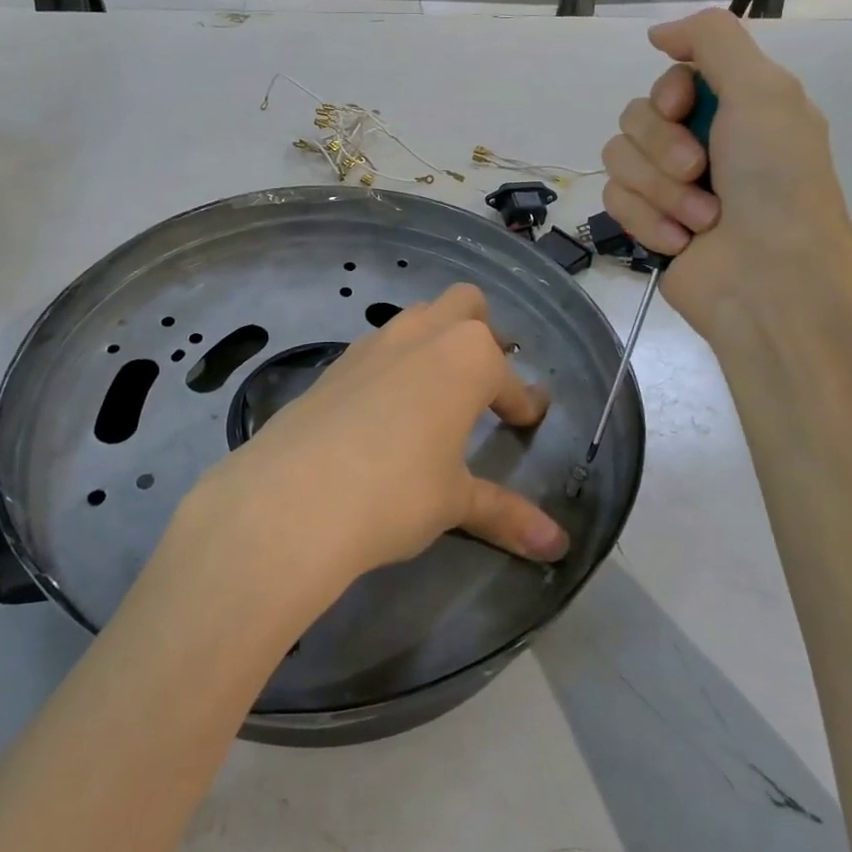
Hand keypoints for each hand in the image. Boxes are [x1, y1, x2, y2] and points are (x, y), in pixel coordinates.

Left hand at [178, 285, 567, 599]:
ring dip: (435, 343)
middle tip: (484, 383)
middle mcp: (422, 335)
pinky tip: (386, 411)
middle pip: (465, 304)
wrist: (294, 497)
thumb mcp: (455, 502)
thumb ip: (505, 514)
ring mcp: (373, 343)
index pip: (508, 379)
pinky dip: (394, 365)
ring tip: (437, 394)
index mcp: (467, 358)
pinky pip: (378, 348)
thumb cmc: (397, 492)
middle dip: (482, 333)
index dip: (522, 402)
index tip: (527, 420)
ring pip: (417, 319)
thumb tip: (556, 546)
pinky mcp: (335, 363)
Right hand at [601, 9, 851, 334]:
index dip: (667, 95)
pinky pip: (613, 201)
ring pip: (617, 158)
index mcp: (734, 108)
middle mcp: (699, 141)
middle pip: (634, 116)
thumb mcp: (764, 91)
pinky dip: (648, 221)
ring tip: (700, 220)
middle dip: (663, 148)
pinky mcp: (646, 222)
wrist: (771, 281)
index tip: (684, 111)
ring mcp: (669, 185)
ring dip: (659, 190)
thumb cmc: (777, 184)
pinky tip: (680, 242)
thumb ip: (713, 40)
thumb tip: (656, 32)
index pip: (668, 79)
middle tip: (701, 172)